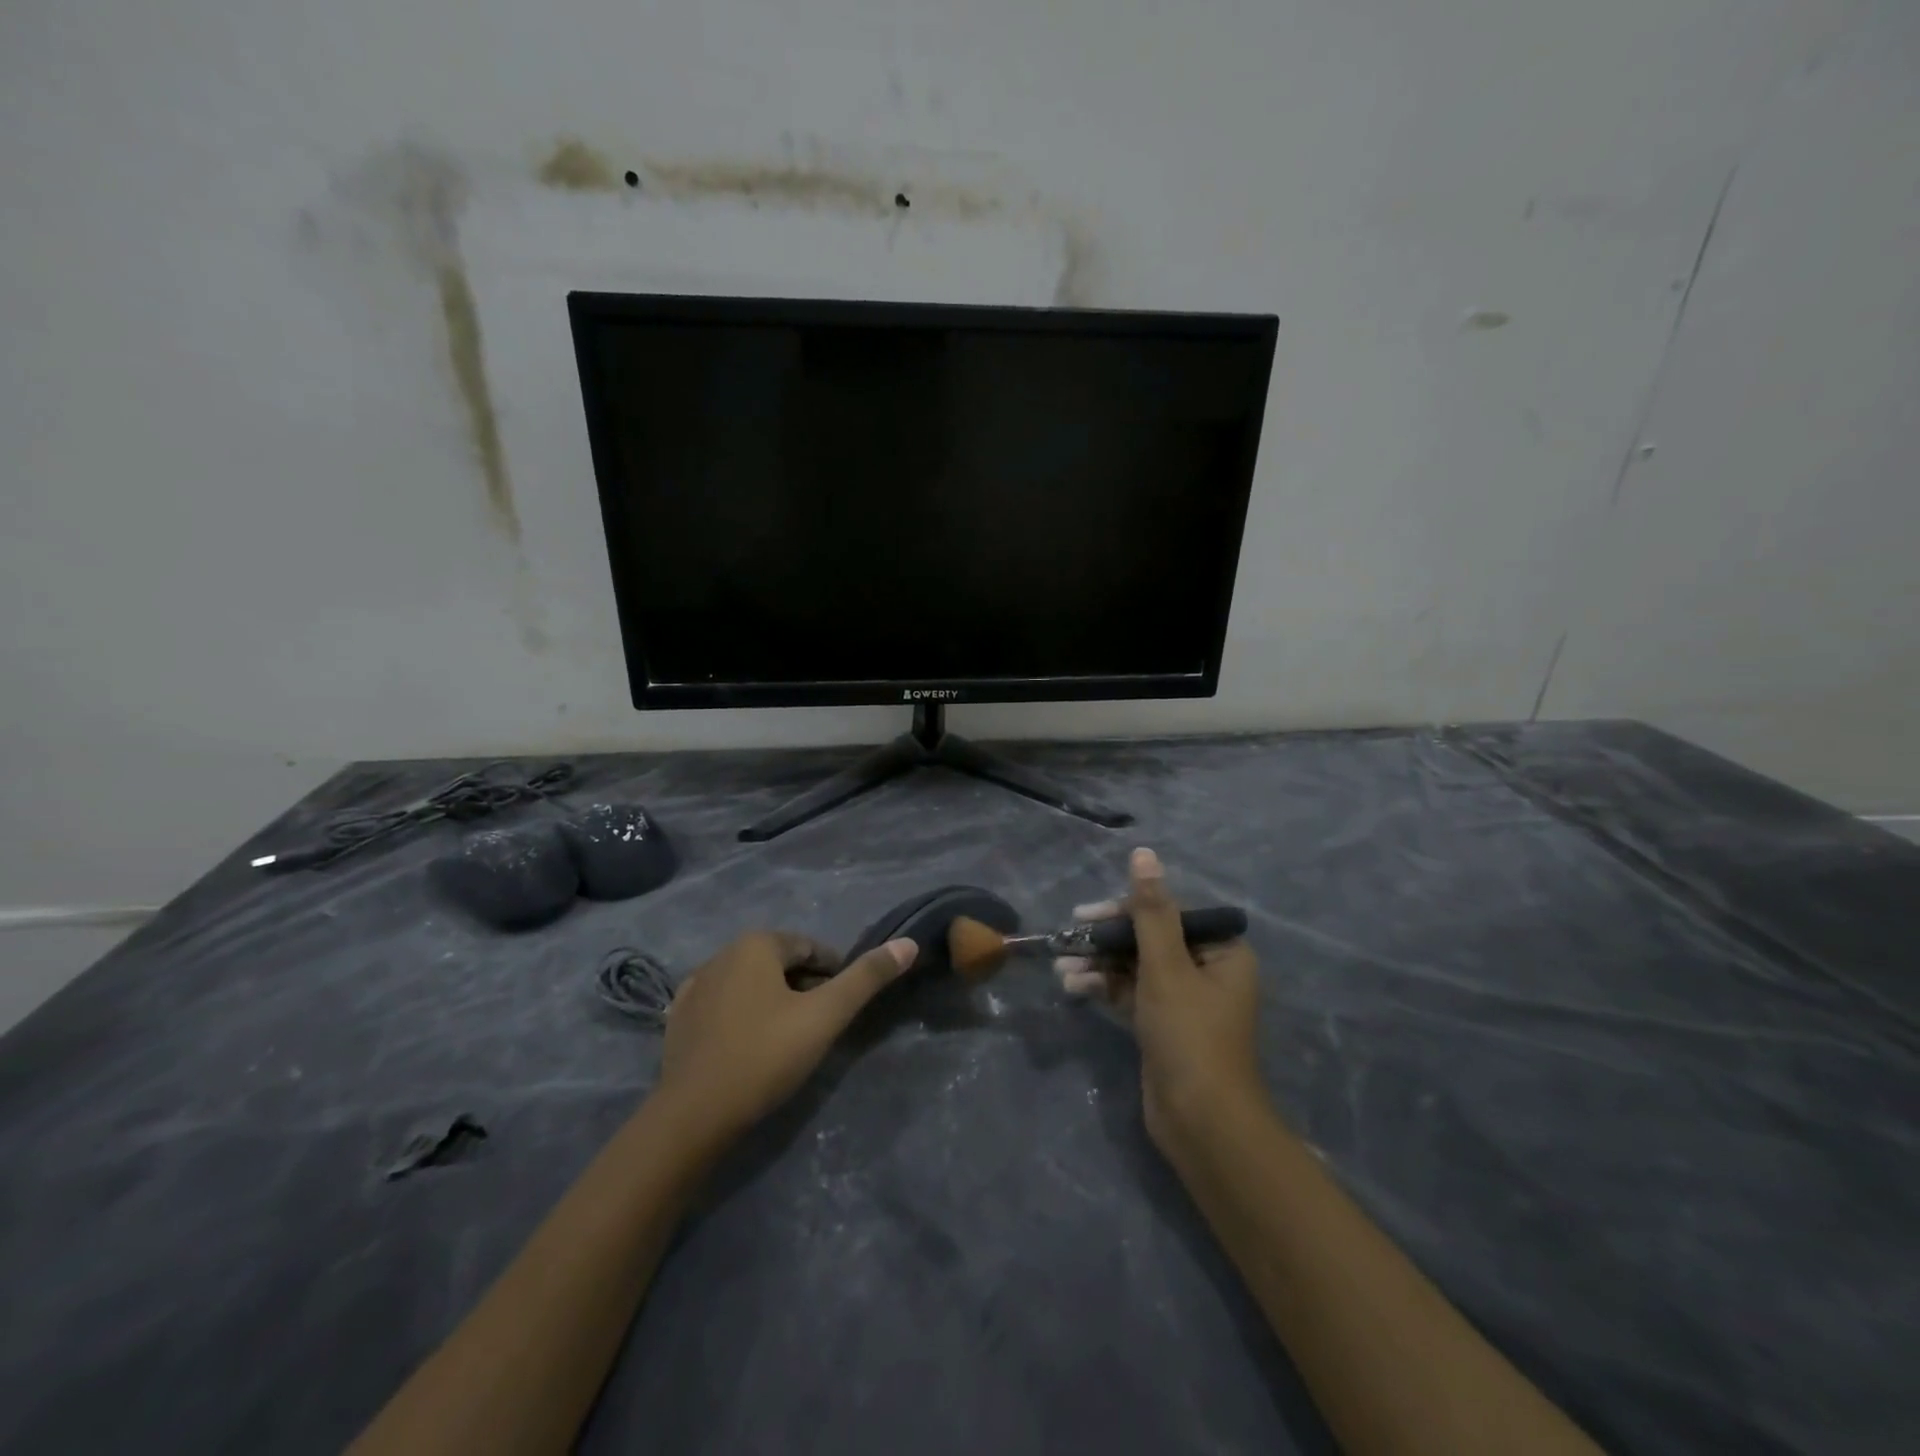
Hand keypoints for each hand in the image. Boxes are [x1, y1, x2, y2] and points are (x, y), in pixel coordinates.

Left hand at [657, 930, 916, 1142]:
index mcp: (756, 944)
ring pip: (751, 984)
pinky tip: (749, 1047)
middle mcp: (721, 954)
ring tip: (787, 1041)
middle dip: (804, 988)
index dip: (834, 976)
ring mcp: (694, 986)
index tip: (842, 1009)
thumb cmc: (765, 1056)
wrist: (692, 1117)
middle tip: (818, 1028)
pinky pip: (724, 1006)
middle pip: (780, 964)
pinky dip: (743, 1017)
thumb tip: (908, 943)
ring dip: (774, 1002)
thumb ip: (867, 978)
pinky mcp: (678, 1018)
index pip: (811, 949)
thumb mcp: (825, 1016)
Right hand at [1056, 848, 1263, 1156]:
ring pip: (1135, 967)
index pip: (1168, 913)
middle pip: (1148, 938)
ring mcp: (1183, 1000)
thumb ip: (1151, 911)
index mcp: (1221, 951)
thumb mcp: (1166, 966)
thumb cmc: (1189, 1034)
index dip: (1126, 908)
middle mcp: (1207, 970)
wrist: (1201, 1122)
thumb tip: (1144, 854)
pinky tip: (1073, 987)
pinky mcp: (1162, 1025)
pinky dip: (1104, 988)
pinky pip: (1130, 993)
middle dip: (1106, 940)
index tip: (1088, 914)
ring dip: (1099, 964)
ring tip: (1062, 968)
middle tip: (1069, 937)